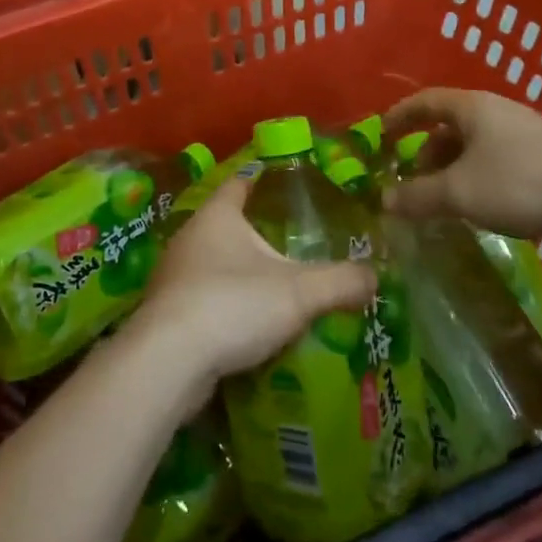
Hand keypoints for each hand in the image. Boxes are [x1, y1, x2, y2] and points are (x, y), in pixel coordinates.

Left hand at [131, 171, 375, 406]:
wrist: (168, 363)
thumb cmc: (232, 305)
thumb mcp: (298, 293)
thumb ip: (341, 282)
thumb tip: (375, 276)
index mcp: (217, 216)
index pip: (240, 182)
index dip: (261, 178)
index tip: (284, 180)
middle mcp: (189, 238)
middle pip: (226, 225)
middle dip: (255, 233)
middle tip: (293, 244)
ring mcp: (172, 277)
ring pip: (212, 265)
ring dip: (238, 274)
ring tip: (274, 287)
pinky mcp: (166, 315)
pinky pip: (202, 301)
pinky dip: (224, 307)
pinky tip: (246, 326)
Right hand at [381, 87, 541, 239]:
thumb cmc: (518, 183)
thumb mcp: (458, 192)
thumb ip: (417, 196)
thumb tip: (383, 201)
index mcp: (473, 108)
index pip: (426, 101)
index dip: (400, 116)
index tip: (381, 135)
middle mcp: (500, 113)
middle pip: (452, 126)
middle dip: (428, 152)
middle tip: (414, 182)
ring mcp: (529, 135)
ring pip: (478, 147)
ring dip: (455, 169)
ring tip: (448, 201)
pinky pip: (501, 163)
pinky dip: (481, 179)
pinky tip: (486, 208)